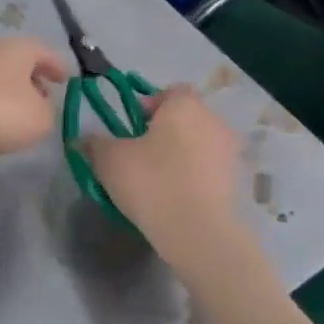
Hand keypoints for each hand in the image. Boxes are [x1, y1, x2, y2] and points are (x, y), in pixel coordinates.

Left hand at [0, 37, 69, 159]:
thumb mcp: (39, 121)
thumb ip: (48, 113)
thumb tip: (41, 107)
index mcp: (17, 48)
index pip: (44, 51)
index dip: (57, 65)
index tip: (65, 79)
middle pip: (16, 58)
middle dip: (31, 77)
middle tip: (42, 95)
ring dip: (6, 87)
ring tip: (14, 109)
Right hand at [81, 86, 242, 260]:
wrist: (198, 232)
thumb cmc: (152, 181)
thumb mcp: (109, 160)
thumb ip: (95, 143)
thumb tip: (85, 139)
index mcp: (185, 106)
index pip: (171, 91)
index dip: (149, 105)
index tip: (132, 128)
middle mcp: (213, 121)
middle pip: (186, 117)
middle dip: (165, 131)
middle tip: (140, 154)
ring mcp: (230, 152)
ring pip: (199, 144)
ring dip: (181, 155)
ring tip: (158, 179)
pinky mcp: (238, 182)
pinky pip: (209, 169)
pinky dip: (195, 176)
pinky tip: (176, 198)